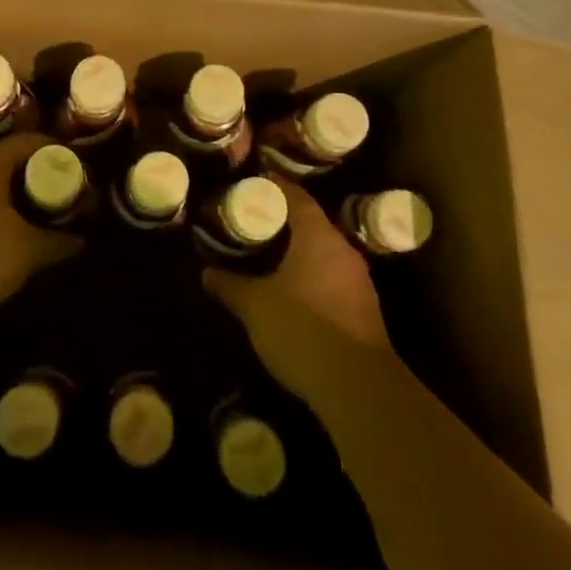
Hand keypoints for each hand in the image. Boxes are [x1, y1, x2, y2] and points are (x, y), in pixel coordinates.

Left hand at [0, 133, 79, 316]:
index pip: (25, 142)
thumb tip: (80, 241)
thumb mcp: (29, 249)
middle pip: (3, 161)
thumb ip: (58, 242)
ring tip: (32, 212)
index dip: (51, 148)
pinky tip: (2, 233)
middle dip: (30, 174)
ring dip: (7, 195)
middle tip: (55, 189)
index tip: (71, 162)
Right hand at [204, 179, 392, 403]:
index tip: (253, 181)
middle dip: (284, 220)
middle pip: (312, 223)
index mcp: (318, 236)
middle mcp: (343, 250)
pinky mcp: (364, 310)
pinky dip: (311, 275)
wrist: (358, 388)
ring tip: (268, 254)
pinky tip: (293, 290)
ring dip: (299, 250)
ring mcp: (358, 281)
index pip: (296, 196)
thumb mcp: (255, 306)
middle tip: (253, 220)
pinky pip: (332, 277)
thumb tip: (206, 272)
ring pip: (323, 252)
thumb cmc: (303, 330)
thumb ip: (230, 285)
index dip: (275, 186)